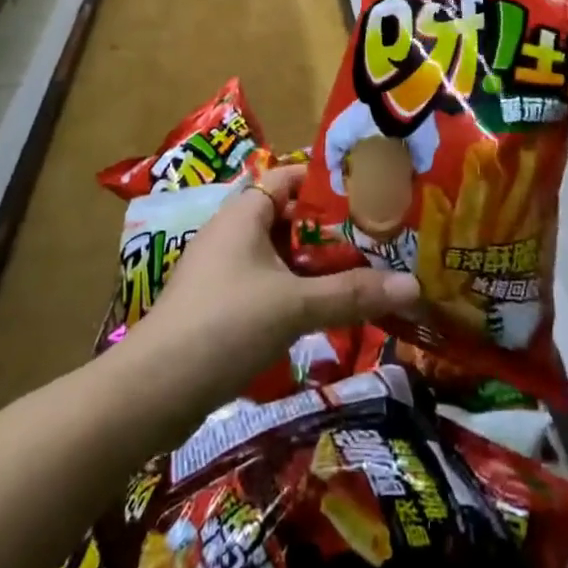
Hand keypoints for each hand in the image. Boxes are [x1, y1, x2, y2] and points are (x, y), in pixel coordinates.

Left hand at [128, 165, 419, 410]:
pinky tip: (322, 313)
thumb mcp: (295, 305)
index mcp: (244, 212)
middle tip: (378, 240)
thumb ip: (353, 293)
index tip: (371, 194)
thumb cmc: (226, 324)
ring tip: (361, 276)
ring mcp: (221, 270)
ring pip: (279, 255)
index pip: (291, 177)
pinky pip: (265, 284)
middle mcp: (231, 231)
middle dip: (330, 231)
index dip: (329, 183)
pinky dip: (293, 291)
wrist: (153, 391)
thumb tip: (414, 285)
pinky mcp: (217, 304)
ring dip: (314, 266)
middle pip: (289, 218)